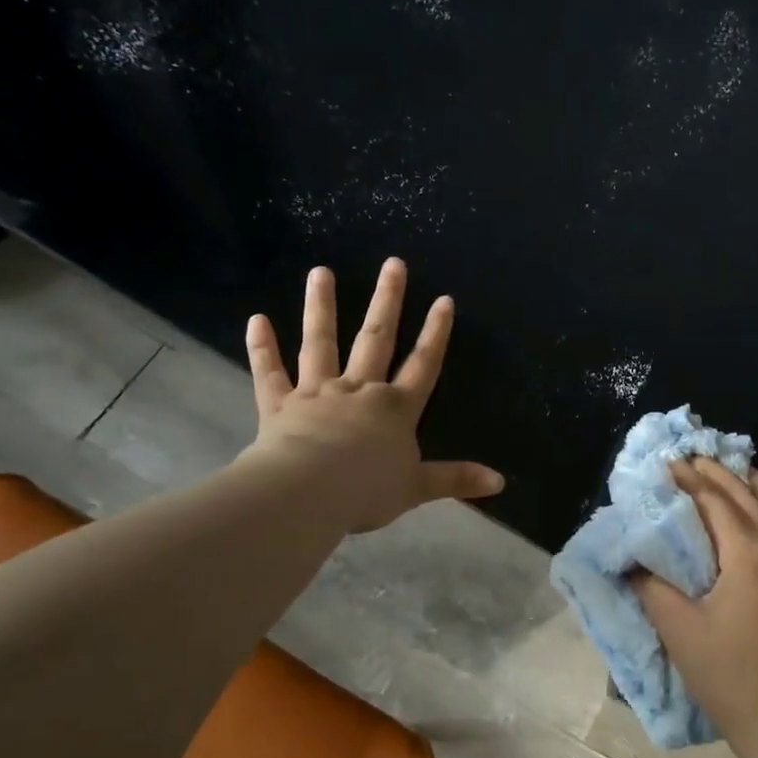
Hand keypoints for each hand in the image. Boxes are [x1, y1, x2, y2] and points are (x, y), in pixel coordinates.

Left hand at [242, 258, 503, 532]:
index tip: (443, 300)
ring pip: (321, 343)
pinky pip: (270, 373)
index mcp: (396, 408)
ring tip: (319, 272)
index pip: (423, 364)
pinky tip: (256, 320)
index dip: (436, 333)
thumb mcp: (418, 487)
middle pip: (376, 338)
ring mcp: (317, 392)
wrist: (308, 493)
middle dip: (387, 301)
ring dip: (320, 307)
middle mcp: (359, 389)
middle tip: (393, 264)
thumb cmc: (367, 490)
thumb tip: (500, 482)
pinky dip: (262, 349)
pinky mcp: (280, 404)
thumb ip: (456, 479)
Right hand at [634, 459, 757, 756]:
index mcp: (748, 553)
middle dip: (720, 473)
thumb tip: (634, 562)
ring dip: (755, 485)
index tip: (668, 464)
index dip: (689, 480)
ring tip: (736, 473)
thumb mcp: (679, 630)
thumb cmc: (729, 675)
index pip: (715, 501)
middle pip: (749, 495)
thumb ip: (652, 588)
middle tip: (694, 459)